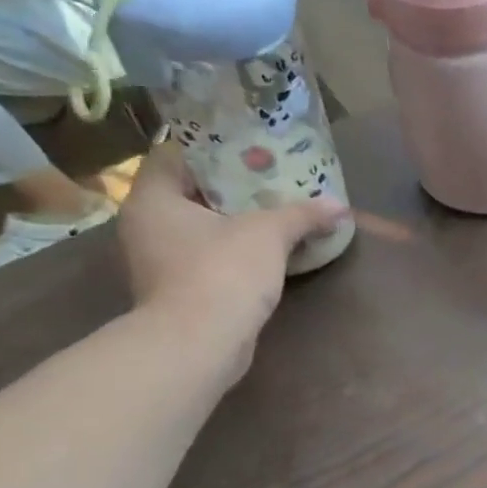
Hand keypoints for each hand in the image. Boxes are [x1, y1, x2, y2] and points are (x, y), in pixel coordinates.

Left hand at [118, 143, 348, 385]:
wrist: (198, 344)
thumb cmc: (222, 272)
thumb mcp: (269, 233)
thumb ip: (303, 214)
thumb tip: (340, 206)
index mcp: (153, 198)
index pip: (173, 154)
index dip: (211, 144)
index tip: (248, 143)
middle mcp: (146, 224)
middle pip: (189, 190)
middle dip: (231, 183)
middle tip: (271, 173)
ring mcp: (158, 259)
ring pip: (199, 225)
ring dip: (234, 218)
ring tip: (276, 207)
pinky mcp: (178, 288)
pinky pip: (207, 254)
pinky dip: (233, 247)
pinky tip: (268, 247)